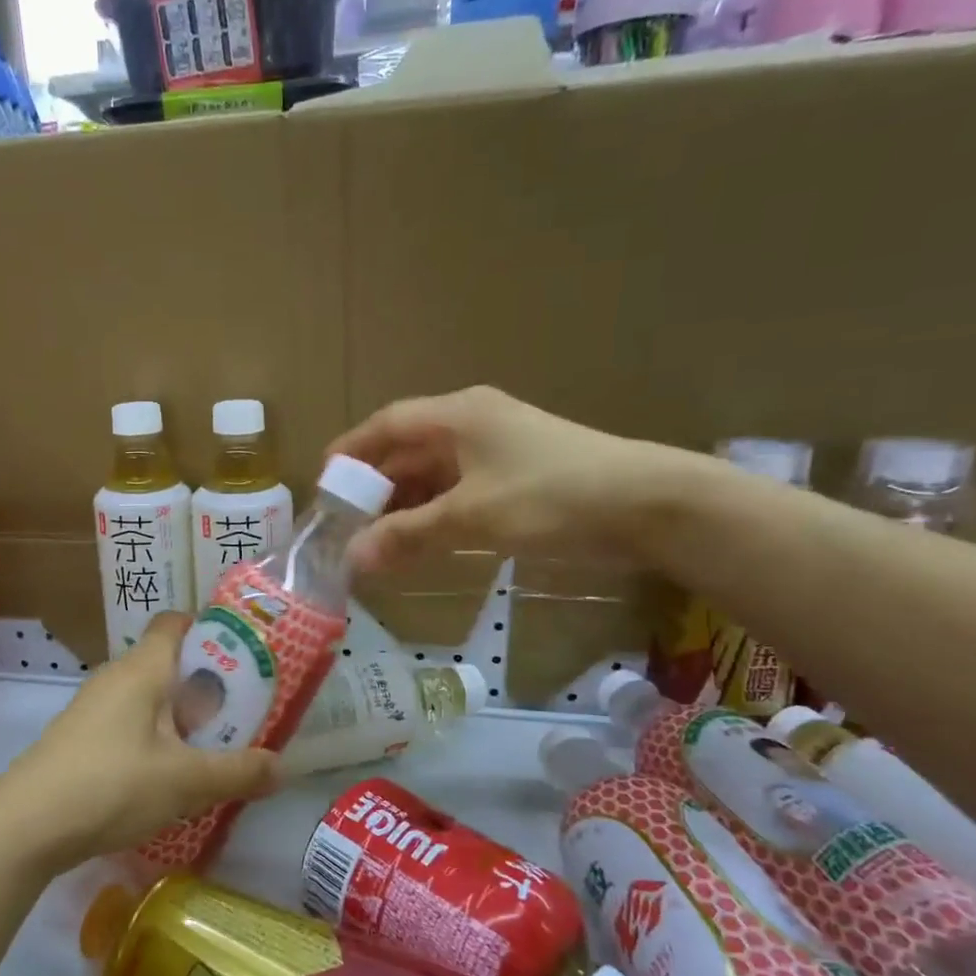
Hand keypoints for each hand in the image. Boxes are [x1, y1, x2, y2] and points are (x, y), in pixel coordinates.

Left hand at [0, 613, 280, 873]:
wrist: (25, 827)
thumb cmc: (112, 785)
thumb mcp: (185, 782)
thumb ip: (238, 772)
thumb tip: (283, 767)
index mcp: (143, 668)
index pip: (176, 622)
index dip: (211, 630)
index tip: (245, 658)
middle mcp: (116, 677)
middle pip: (169, 663)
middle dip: (208, 686)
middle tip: (242, 715)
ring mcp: (93, 709)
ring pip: (150, 698)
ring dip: (182, 718)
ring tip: (213, 750)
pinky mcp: (81, 739)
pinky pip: (130, 724)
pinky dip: (156, 739)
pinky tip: (168, 778)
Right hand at [329, 386, 689, 571]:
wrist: (651, 504)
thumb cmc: (551, 497)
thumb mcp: (472, 517)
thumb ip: (408, 535)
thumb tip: (352, 560)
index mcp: (457, 415)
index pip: (386, 425)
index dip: (351, 452)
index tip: (324, 485)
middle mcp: (474, 421)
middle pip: (408, 448)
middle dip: (376, 486)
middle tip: (347, 524)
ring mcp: (500, 445)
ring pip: (435, 470)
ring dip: (405, 502)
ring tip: (378, 538)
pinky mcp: (520, 471)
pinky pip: (461, 486)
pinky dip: (437, 509)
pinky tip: (425, 538)